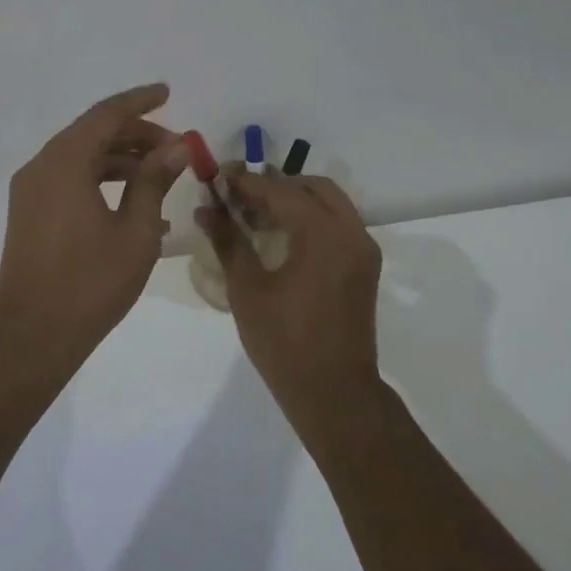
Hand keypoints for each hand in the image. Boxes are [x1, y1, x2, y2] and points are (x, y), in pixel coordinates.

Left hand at [0, 83, 188, 362]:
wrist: (33, 333)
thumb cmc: (90, 281)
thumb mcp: (135, 230)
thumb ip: (154, 181)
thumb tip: (175, 146)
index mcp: (64, 162)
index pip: (106, 115)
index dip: (140, 101)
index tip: (168, 92)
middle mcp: (41, 167)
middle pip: (92, 135)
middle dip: (136, 135)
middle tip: (176, 148)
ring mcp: (31, 192)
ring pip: (81, 159)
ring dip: (122, 162)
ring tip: (163, 178)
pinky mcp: (29, 214)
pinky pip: (70, 183)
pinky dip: (102, 184)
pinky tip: (137, 208)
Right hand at [198, 170, 382, 410]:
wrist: (333, 392)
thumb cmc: (284, 342)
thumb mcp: (247, 289)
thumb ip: (228, 242)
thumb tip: (205, 209)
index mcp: (324, 235)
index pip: (281, 191)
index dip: (247, 182)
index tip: (219, 178)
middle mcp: (351, 233)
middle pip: (313, 188)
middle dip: (275, 185)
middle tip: (239, 195)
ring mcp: (363, 250)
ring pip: (330, 204)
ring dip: (295, 200)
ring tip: (255, 214)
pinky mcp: (364, 267)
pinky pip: (338, 225)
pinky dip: (311, 219)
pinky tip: (280, 236)